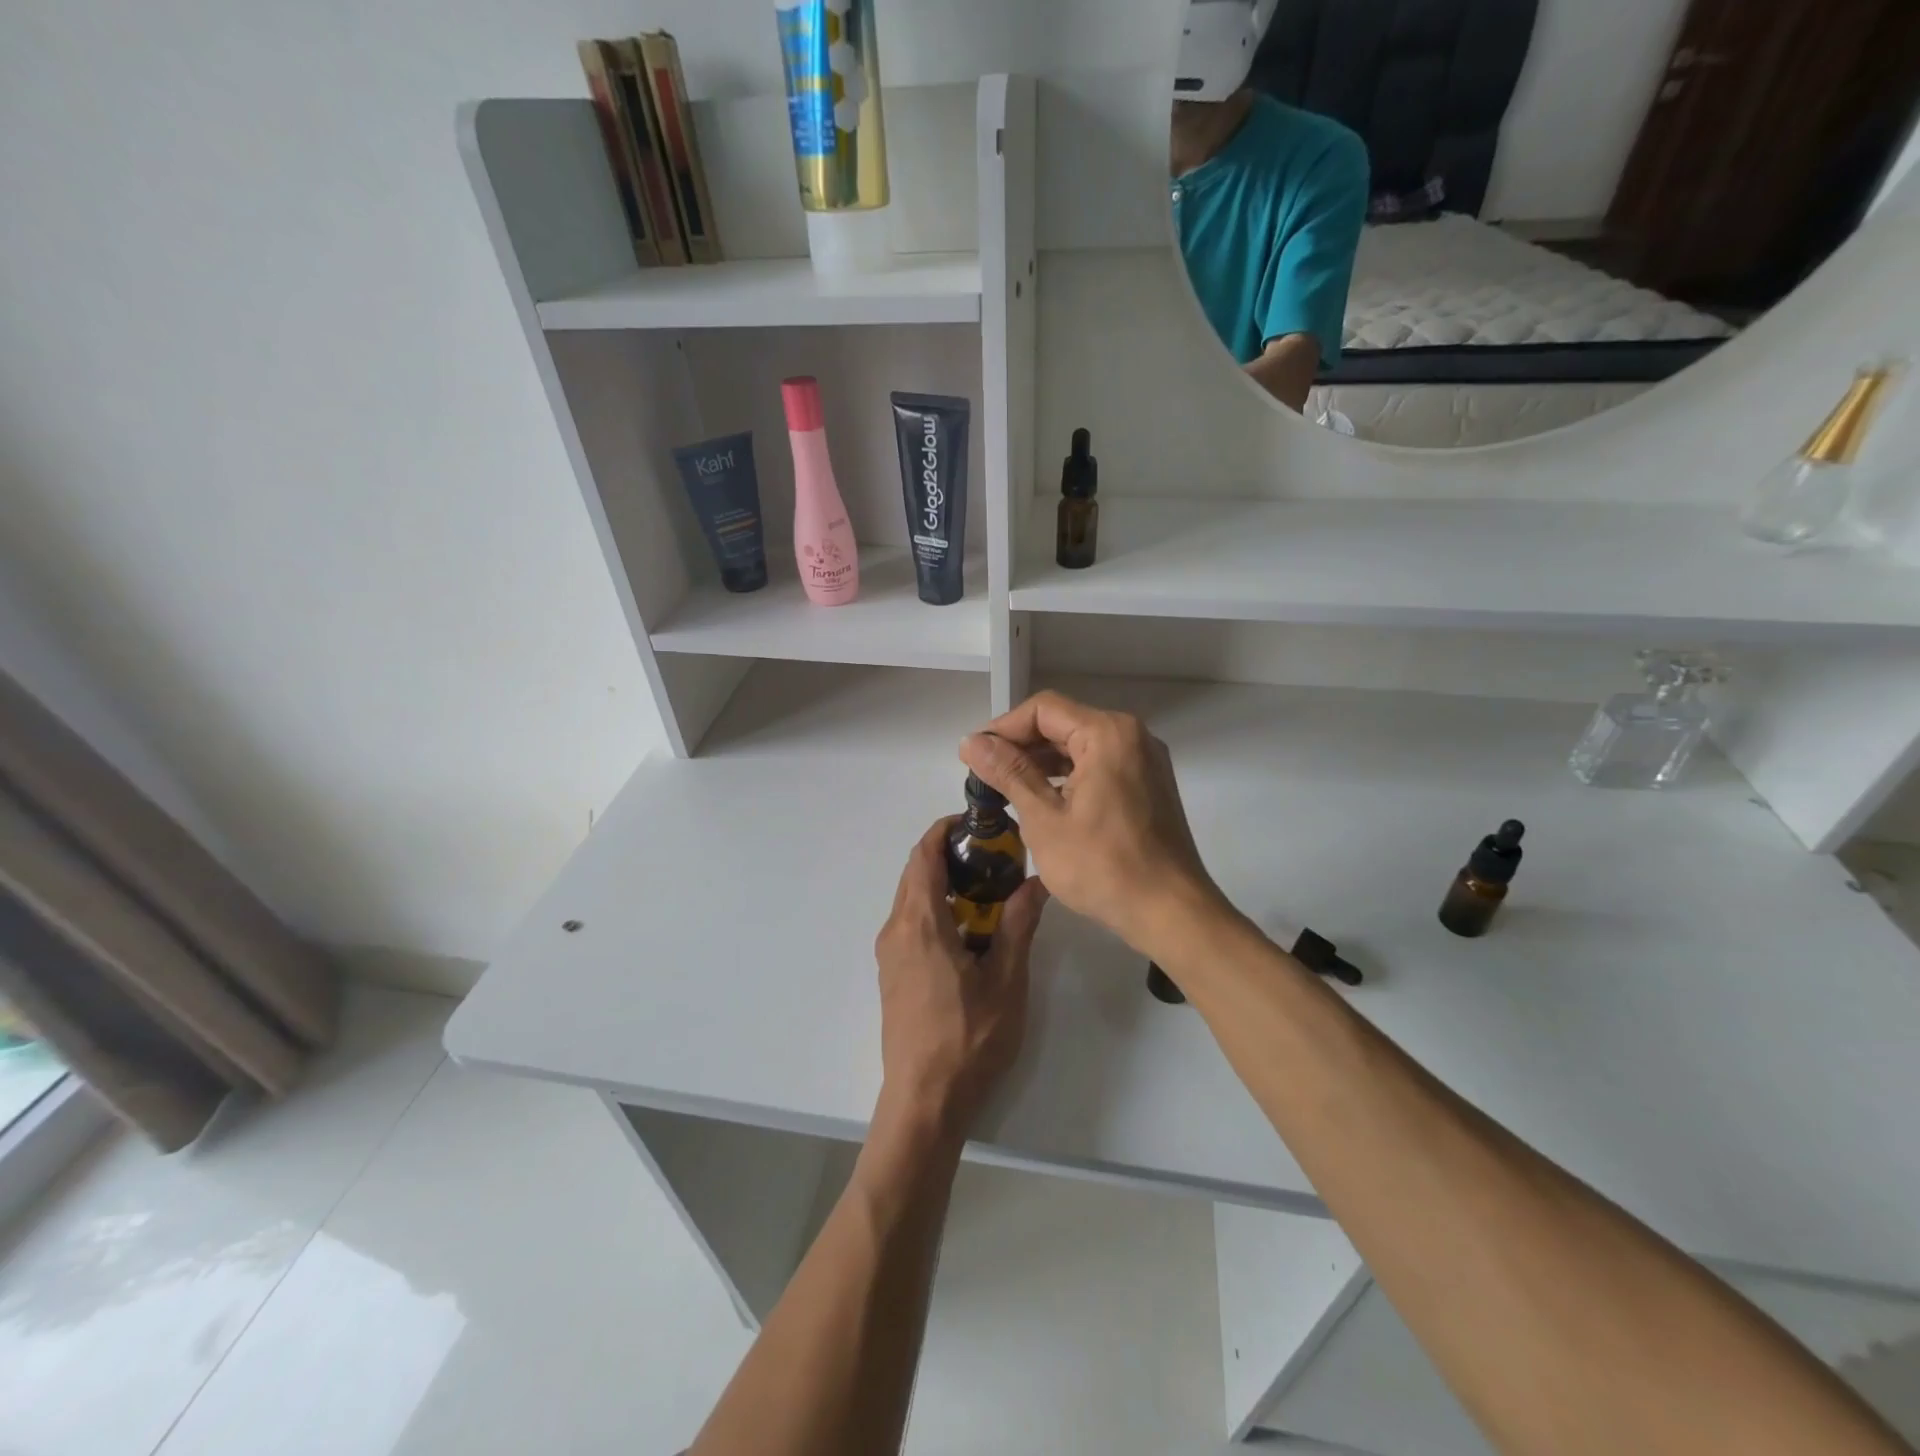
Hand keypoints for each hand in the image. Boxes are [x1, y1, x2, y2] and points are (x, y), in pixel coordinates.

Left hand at [874, 818, 1047, 1138]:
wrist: (924, 1101)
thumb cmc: (968, 1039)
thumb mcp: (1006, 980)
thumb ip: (1018, 924)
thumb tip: (1037, 881)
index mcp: (920, 923)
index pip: (923, 855)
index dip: (945, 830)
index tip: (978, 824)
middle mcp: (896, 930)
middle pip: (915, 872)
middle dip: (949, 854)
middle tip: (994, 857)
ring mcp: (889, 954)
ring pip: (911, 898)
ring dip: (943, 883)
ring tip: (987, 891)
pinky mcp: (892, 974)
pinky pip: (910, 922)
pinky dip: (935, 908)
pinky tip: (968, 929)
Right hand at [959, 691, 1225, 959]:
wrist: (1170, 913)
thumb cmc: (1103, 866)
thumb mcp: (1044, 819)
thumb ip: (1008, 773)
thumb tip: (971, 741)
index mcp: (1108, 734)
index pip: (1043, 710)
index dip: (1002, 728)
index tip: (973, 756)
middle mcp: (1132, 736)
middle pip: (1063, 724)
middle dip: (1020, 746)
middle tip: (984, 774)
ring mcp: (1144, 761)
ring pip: (1081, 746)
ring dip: (1042, 762)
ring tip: (1005, 789)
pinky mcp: (1148, 785)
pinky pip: (1099, 766)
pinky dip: (1068, 777)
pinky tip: (1042, 800)